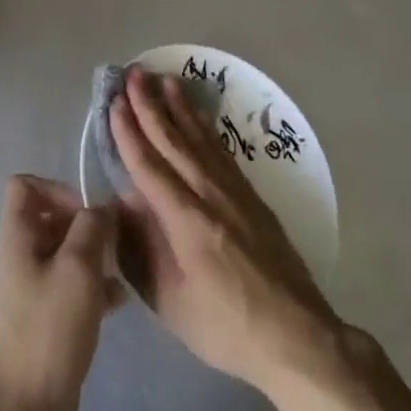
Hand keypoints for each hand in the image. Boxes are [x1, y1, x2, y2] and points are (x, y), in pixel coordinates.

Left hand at [0, 175, 121, 410]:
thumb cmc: (49, 332)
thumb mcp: (77, 270)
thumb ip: (91, 229)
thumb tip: (101, 207)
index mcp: (18, 239)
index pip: (23, 186)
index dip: (56, 188)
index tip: (86, 212)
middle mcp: (23, 258)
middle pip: (51, 218)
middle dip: (85, 224)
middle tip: (114, 241)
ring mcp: (35, 290)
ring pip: (67, 253)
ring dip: (95, 255)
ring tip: (122, 269)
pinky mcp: (49, 319)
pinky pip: (74, 286)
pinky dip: (96, 286)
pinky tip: (120, 302)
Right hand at [111, 67, 342, 395]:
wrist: (297, 336)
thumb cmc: (226, 327)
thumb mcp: (171, 302)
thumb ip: (141, 251)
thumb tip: (121, 206)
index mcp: (186, 221)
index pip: (149, 166)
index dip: (128, 133)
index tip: (113, 104)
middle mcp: (210, 195)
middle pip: (174, 141)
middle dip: (150, 106)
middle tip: (133, 74)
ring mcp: (235, 193)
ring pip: (200, 139)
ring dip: (179, 108)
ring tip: (164, 80)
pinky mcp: (252, 197)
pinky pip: (222, 151)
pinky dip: (206, 128)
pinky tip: (199, 118)